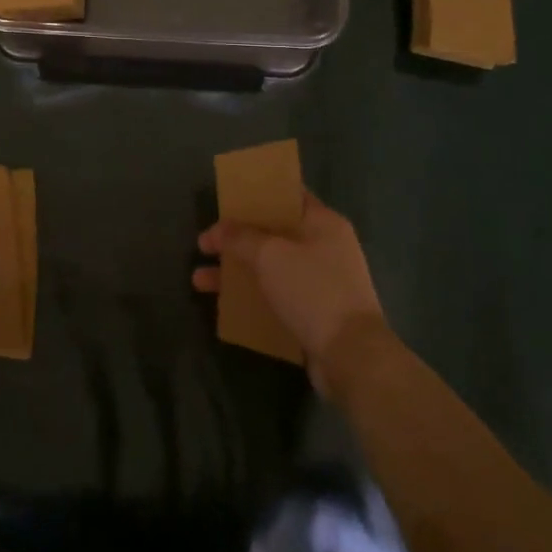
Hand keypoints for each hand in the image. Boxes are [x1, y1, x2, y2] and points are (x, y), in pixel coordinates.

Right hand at [194, 191, 386, 393]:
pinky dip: (252, 297)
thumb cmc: (312, 291)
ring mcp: (321, 281)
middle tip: (205, 244)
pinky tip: (225, 306)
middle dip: (237, 238)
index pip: (287, 195)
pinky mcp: (315, 312)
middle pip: (273, 233)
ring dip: (237, 271)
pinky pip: (277, 295)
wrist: (352, 356)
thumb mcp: (270, 256)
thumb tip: (218, 230)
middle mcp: (325, 247)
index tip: (226, 200)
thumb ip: (240, 238)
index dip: (256, 194)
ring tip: (199, 281)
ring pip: (271, 267)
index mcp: (323, 222)